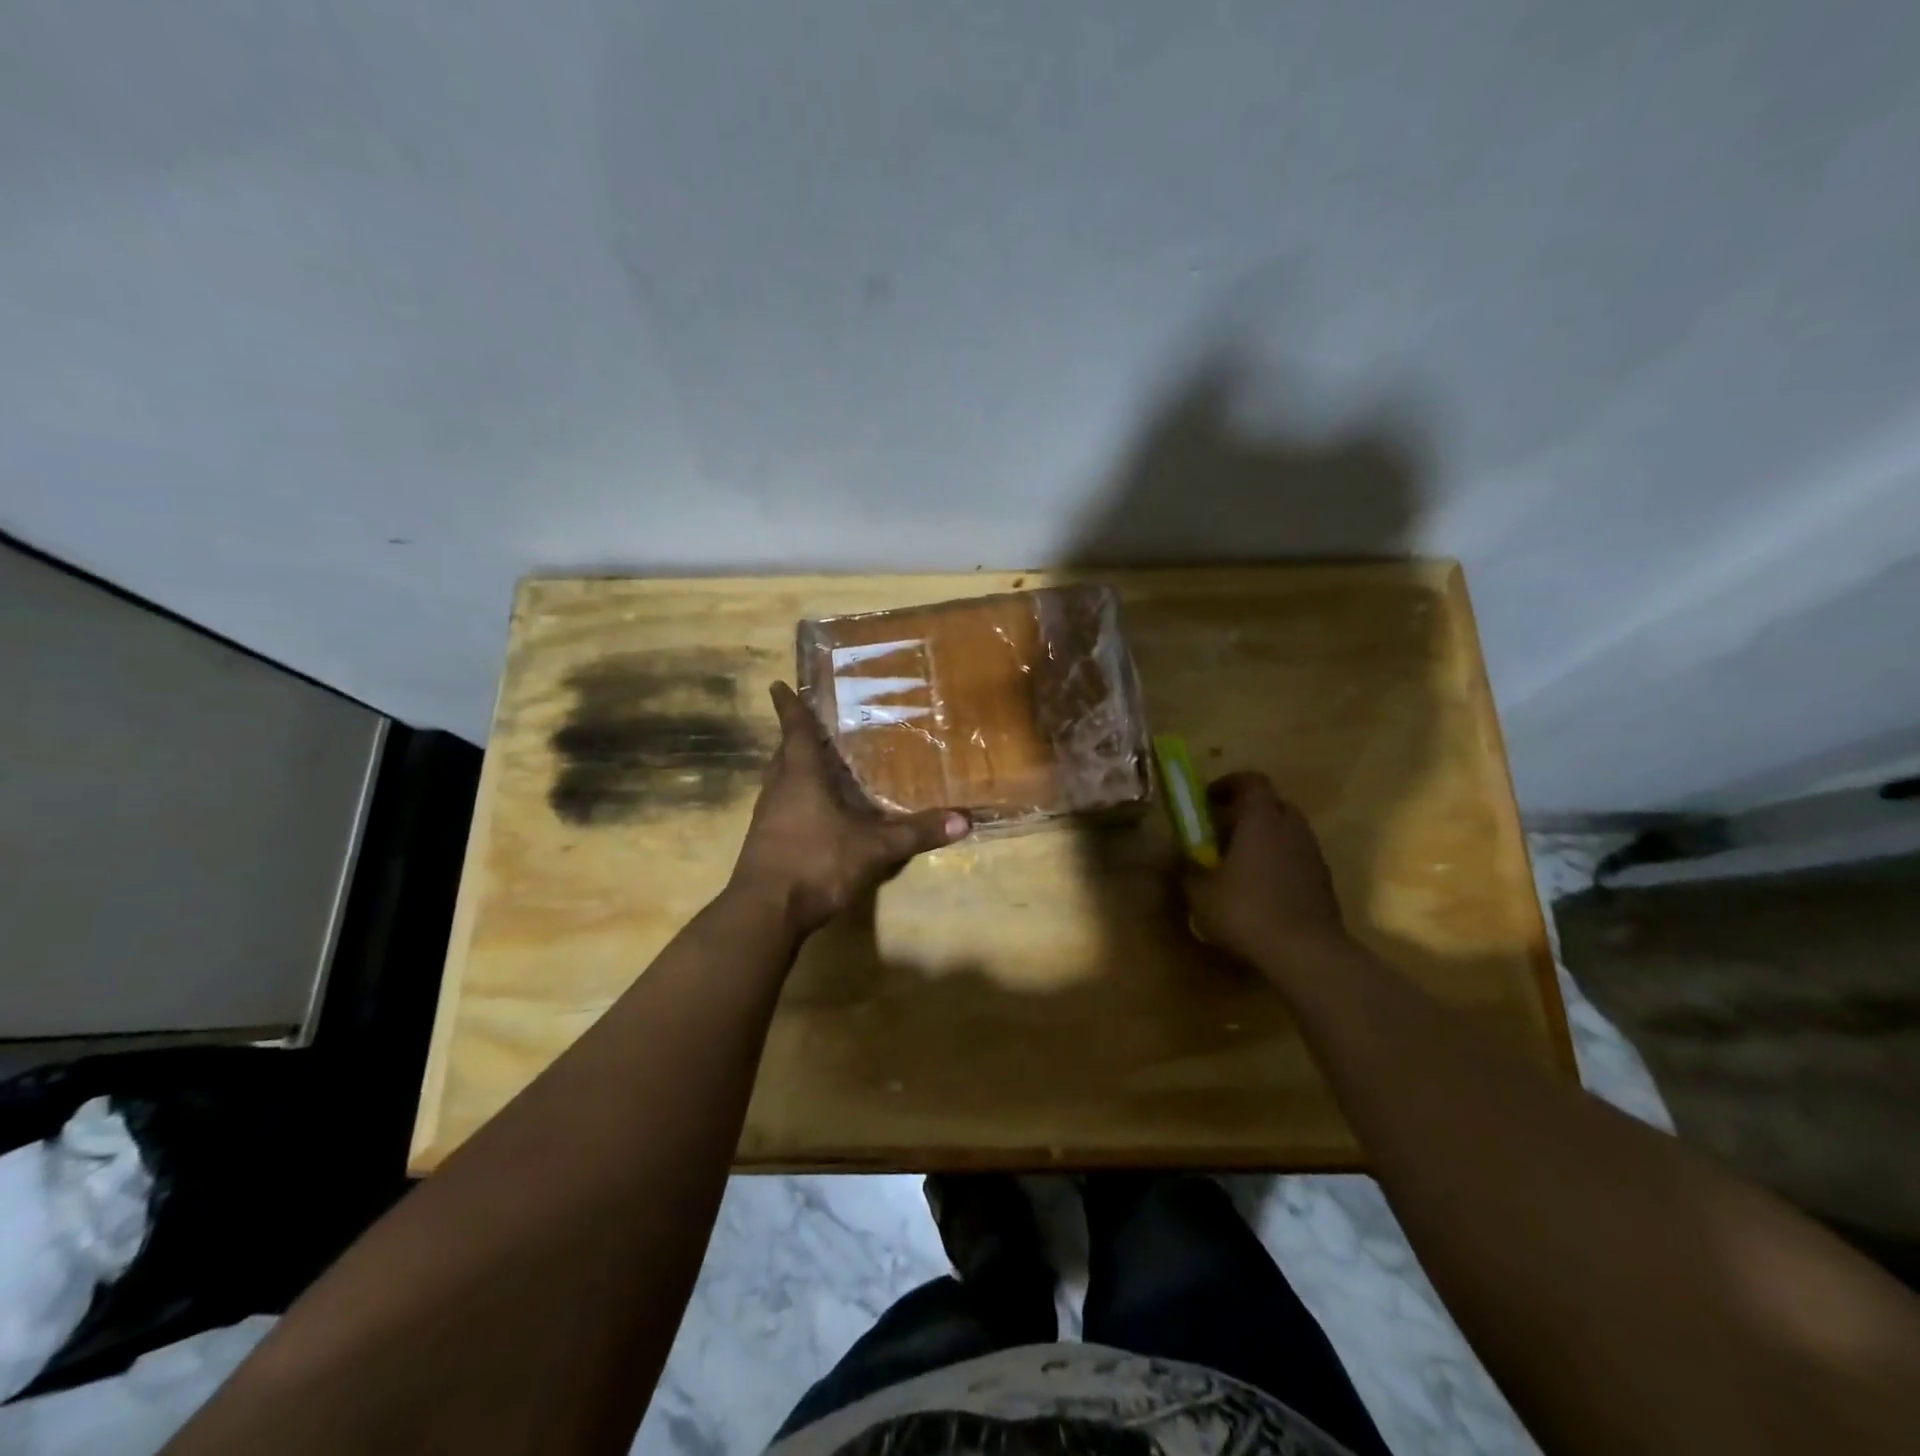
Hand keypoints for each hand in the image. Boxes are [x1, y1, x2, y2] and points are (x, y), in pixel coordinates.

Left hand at [730, 682, 968, 935]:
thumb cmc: (816, 863)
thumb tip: (965, 819)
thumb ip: (916, 833)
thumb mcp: (874, 848)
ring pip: (778, 781)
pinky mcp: (763, 843)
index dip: (789, 707)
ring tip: (813, 763)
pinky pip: (779, 807)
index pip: (796, 732)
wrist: (765, 912)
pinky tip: (811, 812)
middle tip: (810, 724)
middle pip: (783, 754)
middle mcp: (779, 790)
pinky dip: (793, 798)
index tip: (778, 685)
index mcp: (801, 777)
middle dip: (794, 737)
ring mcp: (766, 818)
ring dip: (792, 768)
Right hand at [1182, 771, 1349, 967]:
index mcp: (1261, 819)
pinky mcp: (1324, 881)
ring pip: (1286, 832)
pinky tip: (1261, 890)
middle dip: (1246, 812)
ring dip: (1264, 839)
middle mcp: (1291, 827)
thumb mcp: (1200, 892)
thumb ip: (1188, 868)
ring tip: (1239, 864)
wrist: (1306, 953)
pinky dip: (1279, 863)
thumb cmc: (1246, 911)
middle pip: (1271, 805)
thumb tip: (1180, 857)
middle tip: (1221, 831)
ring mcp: (1312, 854)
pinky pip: (1297, 858)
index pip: (1251, 781)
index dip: (1228, 785)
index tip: (1207, 800)